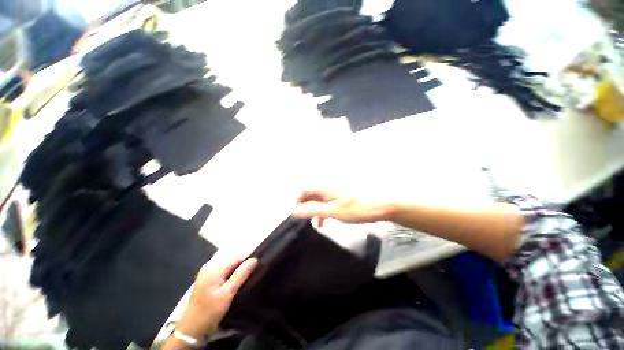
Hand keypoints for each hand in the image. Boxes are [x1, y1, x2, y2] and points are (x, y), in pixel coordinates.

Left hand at [175, 256, 257, 339]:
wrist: (191, 328)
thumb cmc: (210, 311)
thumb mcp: (228, 293)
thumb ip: (241, 274)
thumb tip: (254, 260)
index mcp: (214, 267)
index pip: (236, 258)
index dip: (246, 263)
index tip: (254, 272)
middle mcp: (209, 265)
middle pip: (231, 261)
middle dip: (240, 268)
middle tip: (247, 279)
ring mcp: (206, 272)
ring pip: (227, 266)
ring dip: (235, 272)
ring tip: (240, 283)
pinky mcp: (206, 278)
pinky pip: (222, 271)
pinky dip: (228, 276)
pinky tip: (231, 285)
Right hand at [293, 190, 391, 225]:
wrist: (380, 207)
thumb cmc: (356, 209)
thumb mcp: (333, 211)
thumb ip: (313, 210)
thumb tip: (295, 211)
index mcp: (325, 189)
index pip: (305, 191)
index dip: (298, 201)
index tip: (296, 214)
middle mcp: (329, 189)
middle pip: (312, 195)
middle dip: (306, 207)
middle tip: (304, 220)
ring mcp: (336, 193)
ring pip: (320, 200)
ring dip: (315, 211)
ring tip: (315, 224)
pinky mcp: (342, 198)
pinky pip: (328, 203)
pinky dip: (324, 212)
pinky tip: (326, 221)